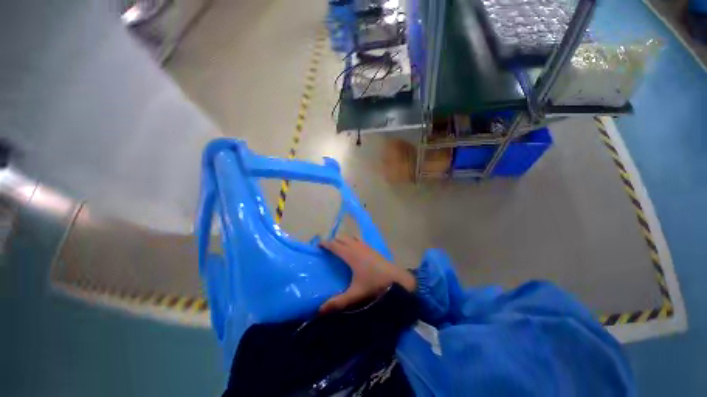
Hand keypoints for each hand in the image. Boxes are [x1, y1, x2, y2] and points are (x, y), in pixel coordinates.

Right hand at [319, 236, 415, 313]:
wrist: (396, 279)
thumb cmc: (375, 284)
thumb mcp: (355, 294)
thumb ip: (338, 302)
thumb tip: (320, 310)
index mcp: (351, 254)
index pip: (334, 245)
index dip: (325, 243)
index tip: (317, 246)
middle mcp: (357, 247)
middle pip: (341, 238)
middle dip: (333, 240)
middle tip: (326, 248)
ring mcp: (365, 246)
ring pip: (350, 237)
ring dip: (342, 239)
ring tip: (338, 247)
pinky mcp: (371, 248)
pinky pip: (358, 239)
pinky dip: (351, 240)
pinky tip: (353, 249)